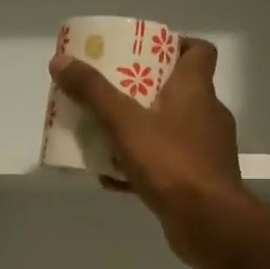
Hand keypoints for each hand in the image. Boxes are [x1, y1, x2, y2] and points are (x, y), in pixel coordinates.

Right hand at [49, 37, 244, 268]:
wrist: (209, 223)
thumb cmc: (171, 162)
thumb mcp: (124, 122)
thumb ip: (93, 92)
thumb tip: (60, 60)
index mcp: (196, 90)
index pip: (198, 51)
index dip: (175, 45)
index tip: (143, 50)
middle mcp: (207, 114)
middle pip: (177, 90)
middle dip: (141, 89)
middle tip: (109, 91)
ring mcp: (206, 149)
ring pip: (169, 128)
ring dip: (138, 129)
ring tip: (104, 134)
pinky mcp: (200, 179)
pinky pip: (166, 163)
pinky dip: (141, 164)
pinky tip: (112, 175)